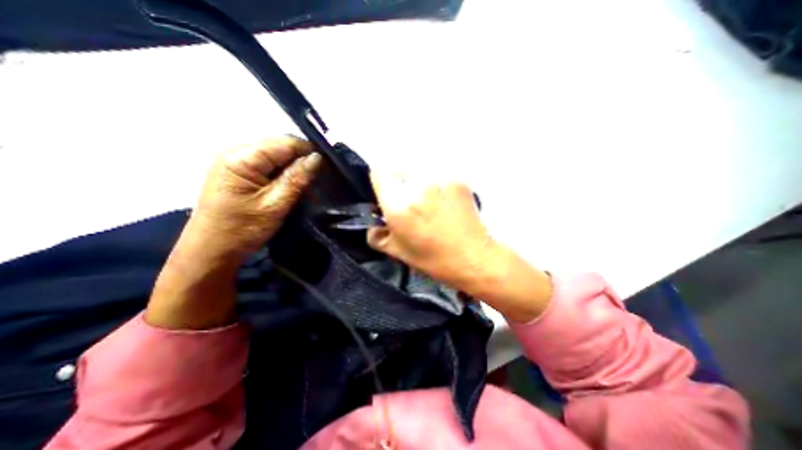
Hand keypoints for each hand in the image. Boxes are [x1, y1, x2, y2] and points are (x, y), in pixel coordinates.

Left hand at [146, 136, 321, 328]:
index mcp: (241, 157)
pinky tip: (292, 188)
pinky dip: (283, 175)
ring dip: (294, 170)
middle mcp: (236, 151)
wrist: (212, 249)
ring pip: (276, 156)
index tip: (327, 167)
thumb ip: (297, 178)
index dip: (308, 151)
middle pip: (280, 147)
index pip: (284, 142)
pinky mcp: (238, 171)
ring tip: (308, 188)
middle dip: (302, 162)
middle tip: (318, 181)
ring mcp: (235, 161)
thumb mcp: (275, 205)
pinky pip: (268, 166)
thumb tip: (317, 158)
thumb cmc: (242, 229)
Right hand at [368, 171, 552, 321]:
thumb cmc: (433, 259)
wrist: (473, 257)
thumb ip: (377, 235)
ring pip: (419, 171)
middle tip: (410, 202)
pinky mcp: (457, 179)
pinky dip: (437, 184)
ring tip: (429, 203)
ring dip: (419, 183)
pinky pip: (438, 175)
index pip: (379, 171)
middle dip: (400, 183)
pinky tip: (445, 202)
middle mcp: (417, 186)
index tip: (387, 193)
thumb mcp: (397, 252)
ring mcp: (439, 180)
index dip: (381, 182)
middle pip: (400, 169)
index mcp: (399, 205)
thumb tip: (374, 223)